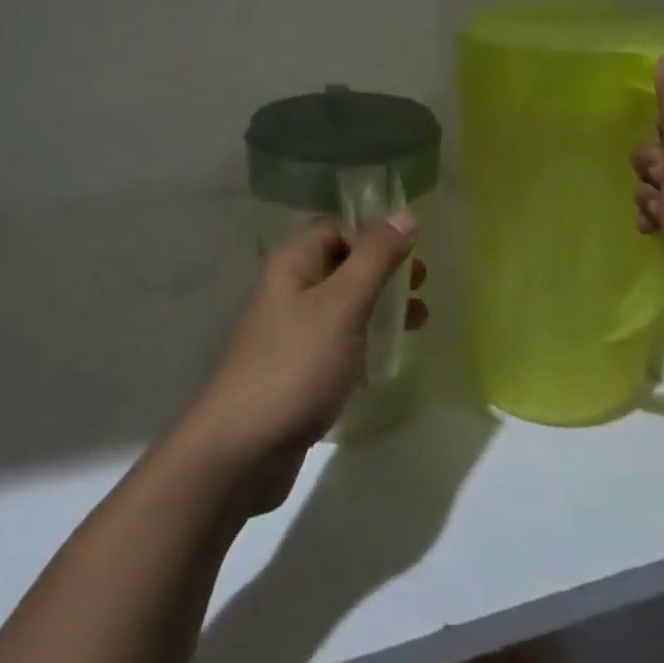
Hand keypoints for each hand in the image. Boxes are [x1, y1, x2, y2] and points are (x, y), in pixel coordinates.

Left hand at [188, 215, 424, 511]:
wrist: (242, 449)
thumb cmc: (296, 365)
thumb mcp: (342, 305)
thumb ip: (375, 258)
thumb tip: (405, 214)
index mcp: (294, 263)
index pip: (337, 228)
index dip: (373, 235)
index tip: (412, 254)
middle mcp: (290, 288)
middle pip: (343, 264)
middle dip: (384, 271)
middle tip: (421, 286)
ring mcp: (292, 331)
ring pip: (344, 303)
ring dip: (380, 306)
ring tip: (418, 321)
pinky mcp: (298, 367)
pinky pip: (338, 340)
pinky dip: (365, 339)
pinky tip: (387, 356)